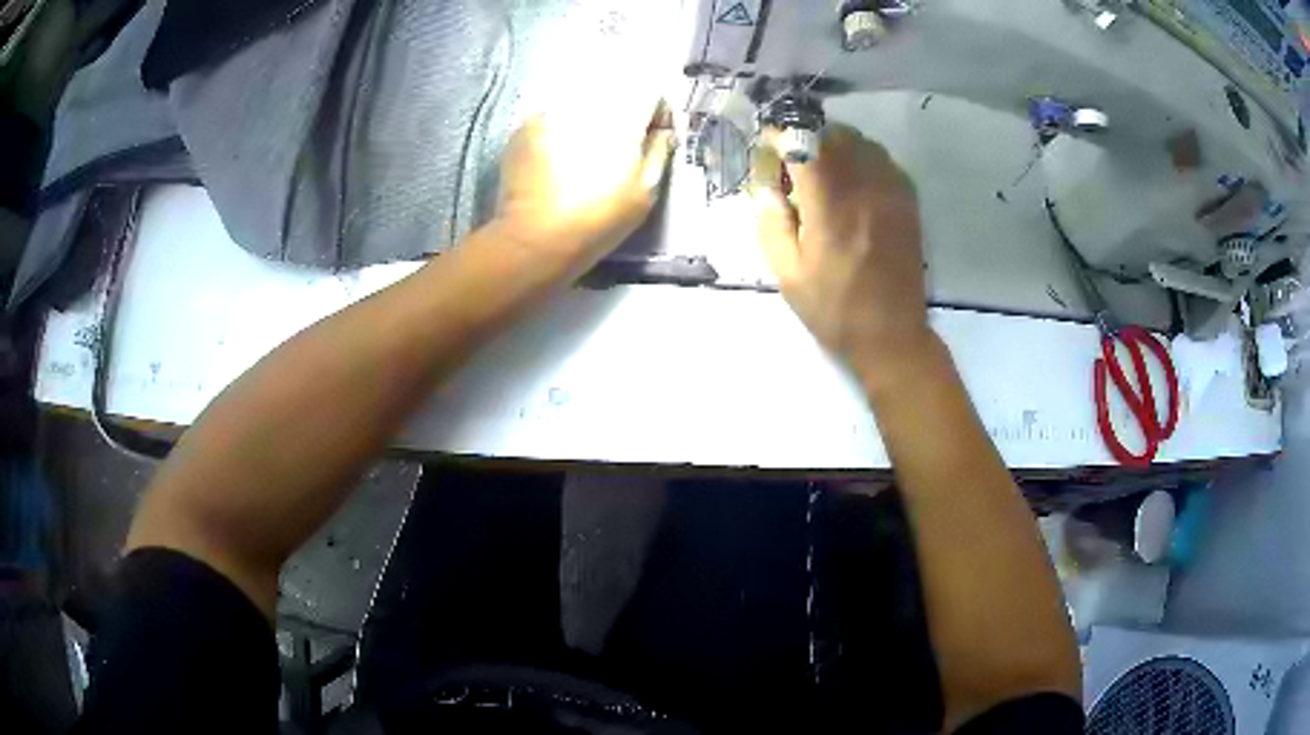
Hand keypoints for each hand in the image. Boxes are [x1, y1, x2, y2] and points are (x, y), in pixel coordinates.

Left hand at [493, 102, 676, 261]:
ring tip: (589, 153)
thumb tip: (662, 131)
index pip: (651, 91)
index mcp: (620, 113)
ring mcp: (549, 111)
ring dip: (592, 119)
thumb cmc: (599, 218)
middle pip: (615, 92)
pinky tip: (561, 159)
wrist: (535, 239)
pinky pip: (553, 117)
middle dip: (624, 113)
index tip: (655, 137)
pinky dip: (563, 129)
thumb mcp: (646, 190)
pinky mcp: (524, 127)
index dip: (659, 113)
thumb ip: (659, 150)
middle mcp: (584, 101)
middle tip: (622, 147)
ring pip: (582, 101)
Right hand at [754, 124, 932, 385]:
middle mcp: (864, 187)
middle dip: (808, 138)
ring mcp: (892, 192)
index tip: (767, 144)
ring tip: (823, 171)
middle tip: (794, 161)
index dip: (781, 136)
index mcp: (830, 204)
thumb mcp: (787, 274)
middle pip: (835, 135)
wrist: (891, 335)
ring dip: (837, 146)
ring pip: (862, 143)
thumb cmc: (833, 309)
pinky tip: (853, 183)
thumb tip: (767, 188)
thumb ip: (772, 223)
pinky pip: (884, 161)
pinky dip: (863, 160)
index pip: (804, 144)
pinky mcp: (908, 203)